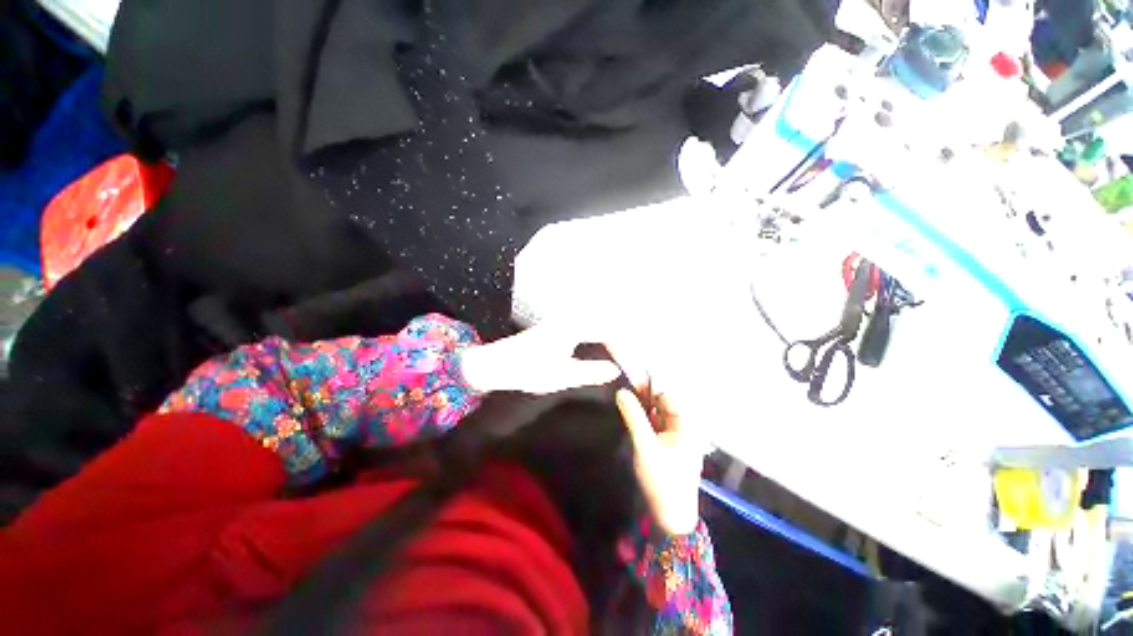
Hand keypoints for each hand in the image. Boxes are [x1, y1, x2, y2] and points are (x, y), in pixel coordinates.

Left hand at [458, 323, 620, 394]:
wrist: (496, 363)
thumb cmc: (528, 369)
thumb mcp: (562, 375)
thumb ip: (591, 372)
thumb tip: (615, 370)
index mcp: (574, 326)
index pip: (610, 333)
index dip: (625, 349)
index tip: (634, 365)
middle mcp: (571, 318)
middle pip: (606, 324)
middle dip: (623, 340)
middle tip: (635, 357)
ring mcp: (564, 321)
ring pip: (596, 323)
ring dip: (611, 336)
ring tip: (625, 351)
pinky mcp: (558, 326)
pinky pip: (587, 326)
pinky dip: (599, 335)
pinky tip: (601, 344)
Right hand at [614, 375, 705, 535]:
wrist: (670, 517)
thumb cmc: (662, 480)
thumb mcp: (645, 445)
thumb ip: (633, 416)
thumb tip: (621, 391)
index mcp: (686, 424)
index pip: (667, 395)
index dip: (649, 386)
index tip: (629, 380)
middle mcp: (683, 426)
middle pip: (663, 402)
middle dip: (645, 395)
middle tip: (624, 391)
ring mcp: (676, 435)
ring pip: (658, 412)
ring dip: (643, 406)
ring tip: (624, 399)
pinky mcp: (668, 444)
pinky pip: (656, 424)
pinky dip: (645, 418)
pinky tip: (632, 415)